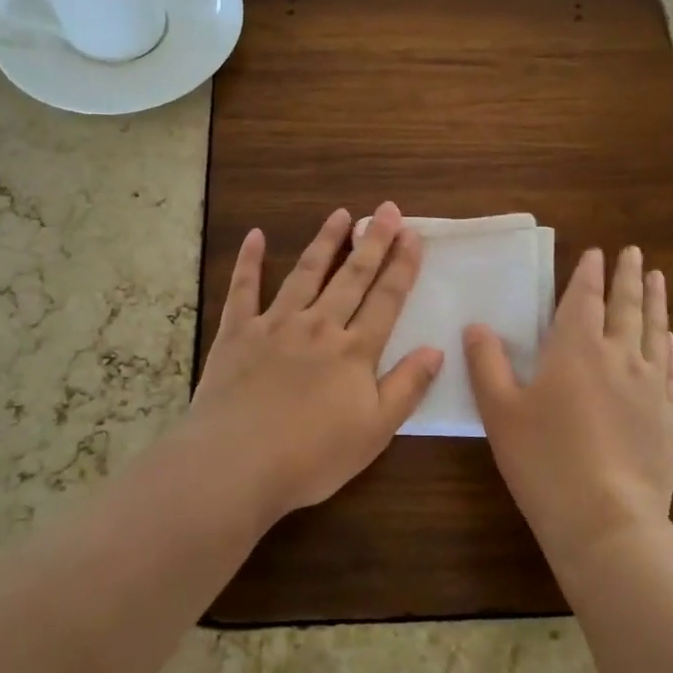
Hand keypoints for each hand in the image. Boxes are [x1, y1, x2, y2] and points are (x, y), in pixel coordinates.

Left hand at [186, 202, 442, 521]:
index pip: (386, 299)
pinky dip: (249, 261)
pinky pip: (243, 289)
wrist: (236, 463)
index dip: (402, 265)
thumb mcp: (374, 431)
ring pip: (305, 273)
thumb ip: (407, 387)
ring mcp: (275, 325)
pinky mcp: (237, 332)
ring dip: (324, 241)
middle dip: (372, 241)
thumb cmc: (311, 456)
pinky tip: (255, 235)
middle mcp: (318, 326)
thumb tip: (436, 349)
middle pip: (351, 277)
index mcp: (354, 351)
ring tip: (340, 214)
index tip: (412, 234)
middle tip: (386, 209)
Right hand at [465, 246, 672, 566]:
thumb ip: (486, 364)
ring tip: (658, 279)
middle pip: (626, 307)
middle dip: (628, 277)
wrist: (606, 519)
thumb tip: (476, 326)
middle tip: (634, 252)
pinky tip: (672, 342)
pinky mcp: (670, 416)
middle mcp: (619, 357)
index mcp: (575, 350)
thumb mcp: (499, 411)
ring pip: (656, 331)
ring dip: (656, 302)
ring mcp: (651, 386)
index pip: (584, 299)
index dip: (589, 274)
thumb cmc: (543, 460)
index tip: (597, 253)